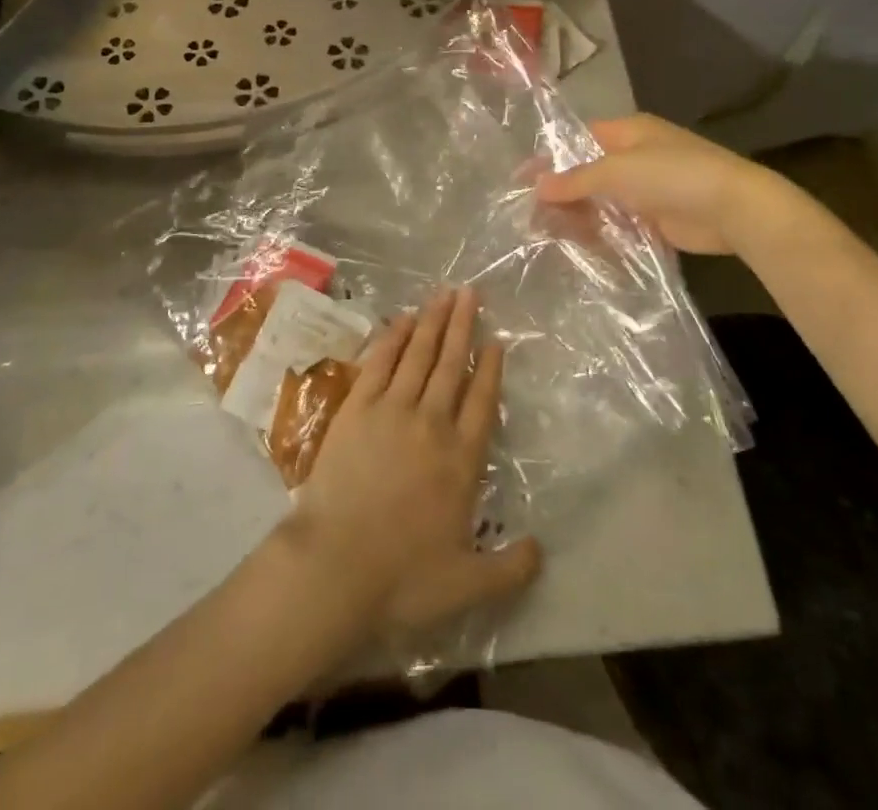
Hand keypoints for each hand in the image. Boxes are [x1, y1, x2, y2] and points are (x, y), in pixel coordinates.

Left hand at [285, 287, 541, 645]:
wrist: (335, 566)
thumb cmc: (403, 579)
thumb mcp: (468, 585)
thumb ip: (510, 568)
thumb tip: (541, 549)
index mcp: (461, 460)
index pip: (482, 401)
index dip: (490, 368)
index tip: (495, 340)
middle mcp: (432, 424)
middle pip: (452, 365)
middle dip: (463, 326)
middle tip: (470, 292)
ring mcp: (392, 411)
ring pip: (419, 355)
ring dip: (433, 322)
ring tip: (444, 293)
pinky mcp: (357, 409)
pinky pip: (380, 363)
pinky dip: (393, 338)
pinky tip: (402, 319)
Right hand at [535, 113, 776, 256]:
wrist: (733, 208)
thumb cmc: (673, 175)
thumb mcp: (617, 171)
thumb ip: (576, 180)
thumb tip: (537, 186)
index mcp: (628, 132)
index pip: (579, 140)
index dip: (551, 158)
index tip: (522, 179)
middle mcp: (636, 157)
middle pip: (589, 173)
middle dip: (563, 192)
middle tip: (531, 215)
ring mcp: (648, 189)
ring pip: (603, 201)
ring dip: (579, 216)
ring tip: (547, 234)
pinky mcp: (658, 219)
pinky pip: (620, 225)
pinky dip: (601, 233)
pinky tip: (578, 247)